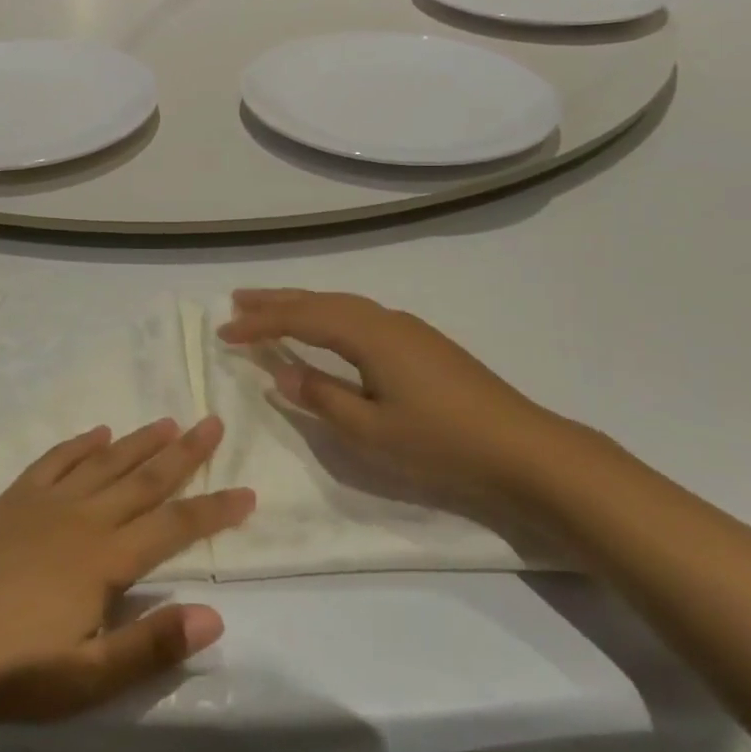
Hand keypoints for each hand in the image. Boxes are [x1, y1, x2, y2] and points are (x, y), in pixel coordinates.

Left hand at [0, 417, 253, 724]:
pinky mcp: (11, 499)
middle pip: (144, 478)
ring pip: (105, 461)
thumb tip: (214, 614)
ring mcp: (44, 503)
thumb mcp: (85, 677)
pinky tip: (95, 433)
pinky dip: (79, 444)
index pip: (174, 526)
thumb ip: (151, 644)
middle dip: (184, 453)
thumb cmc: (6, 668)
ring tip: (168, 420)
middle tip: (213, 422)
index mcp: (105, 559)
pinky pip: (55, 460)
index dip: (214, 510)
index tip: (248, 490)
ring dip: (139, 441)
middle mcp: (82, 517)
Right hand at [217, 288, 580, 507]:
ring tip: (271, 308)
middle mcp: (385, 320)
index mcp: (368, 335)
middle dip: (275, 301)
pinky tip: (326, 328)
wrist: (526, 451)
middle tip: (236, 300)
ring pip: (342, 305)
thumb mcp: (371, 430)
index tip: (223, 332)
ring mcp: (408, 329)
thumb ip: (321, 396)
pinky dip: (328, 316)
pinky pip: (360, 316)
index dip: (259, 325)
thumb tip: (282, 371)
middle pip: (319, 301)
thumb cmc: (443, 443)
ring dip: (302, 304)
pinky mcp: (422, 343)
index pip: (300, 319)